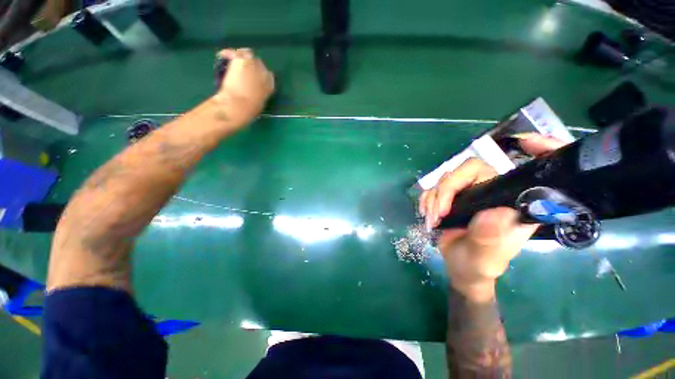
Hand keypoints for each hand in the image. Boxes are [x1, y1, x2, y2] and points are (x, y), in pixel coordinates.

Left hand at [213, 48, 274, 125]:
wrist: (237, 105)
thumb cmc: (248, 110)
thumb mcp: (259, 103)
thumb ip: (259, 92)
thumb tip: (253, 89)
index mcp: (270, 85)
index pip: (268, 75)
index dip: (260, 76)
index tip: (253, 79)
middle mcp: (264, 72)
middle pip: (258, 63)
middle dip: (251, 66)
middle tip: (242, 72)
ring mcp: (252, 64)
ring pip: (247, 54)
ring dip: (242, 58)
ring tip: (233, 64)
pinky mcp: (240, 59)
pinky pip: (234, 52)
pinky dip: (229, 54)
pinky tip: (224, 58)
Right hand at [419, 133, 567, 300]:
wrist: (461, 269)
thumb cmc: (477, 266)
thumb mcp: (484, 258)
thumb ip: (489, 238)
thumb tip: (492, 212)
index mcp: (509, 204)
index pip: (504, 172)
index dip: (521, 152)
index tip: (522, 141)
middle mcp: (489, 193)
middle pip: (465, 171)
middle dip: (446, 191)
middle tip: (438, 214)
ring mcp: (467, 194)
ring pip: (444, 179)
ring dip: (433, 199)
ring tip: (431, 220)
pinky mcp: (450, 198)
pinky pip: (432, 188)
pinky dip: (426, 200)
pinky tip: (426, 214)